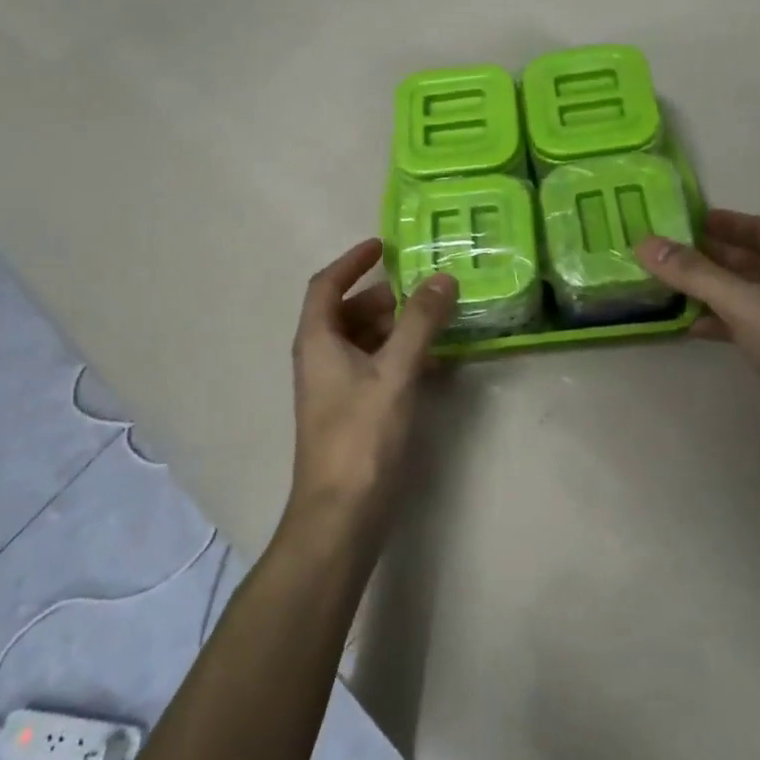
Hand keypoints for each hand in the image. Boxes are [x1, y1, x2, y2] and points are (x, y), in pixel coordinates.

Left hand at [287, 238, 457, 539]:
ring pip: (363, 341)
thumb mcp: (395, 372)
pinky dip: (398, 357)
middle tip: (425, 289)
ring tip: (436, 323)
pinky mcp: (350, 412)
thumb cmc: (361, 436)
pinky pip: (373, 368)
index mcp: (318, 340)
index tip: (383, 245)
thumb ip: (419, 322)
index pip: (327, 284)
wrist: (340, 515)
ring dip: (396, 327)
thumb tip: (442, 277)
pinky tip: (432, 364)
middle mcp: (319, 358)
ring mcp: (333, 388)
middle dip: (384, 296)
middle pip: (348, 312)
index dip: (352, 260)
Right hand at [636, 209, 759, 446]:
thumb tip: (644, 243)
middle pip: (747, 259)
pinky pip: (743, 324)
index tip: (683, 220)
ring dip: (708, 289)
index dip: (723, 222)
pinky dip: (718, 321)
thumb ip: (693, 272)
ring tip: (666, 285)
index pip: (757, 227)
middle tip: (663, 252)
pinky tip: (690, 325)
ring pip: (742, 293)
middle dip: (707, 255)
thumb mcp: (743, 301)